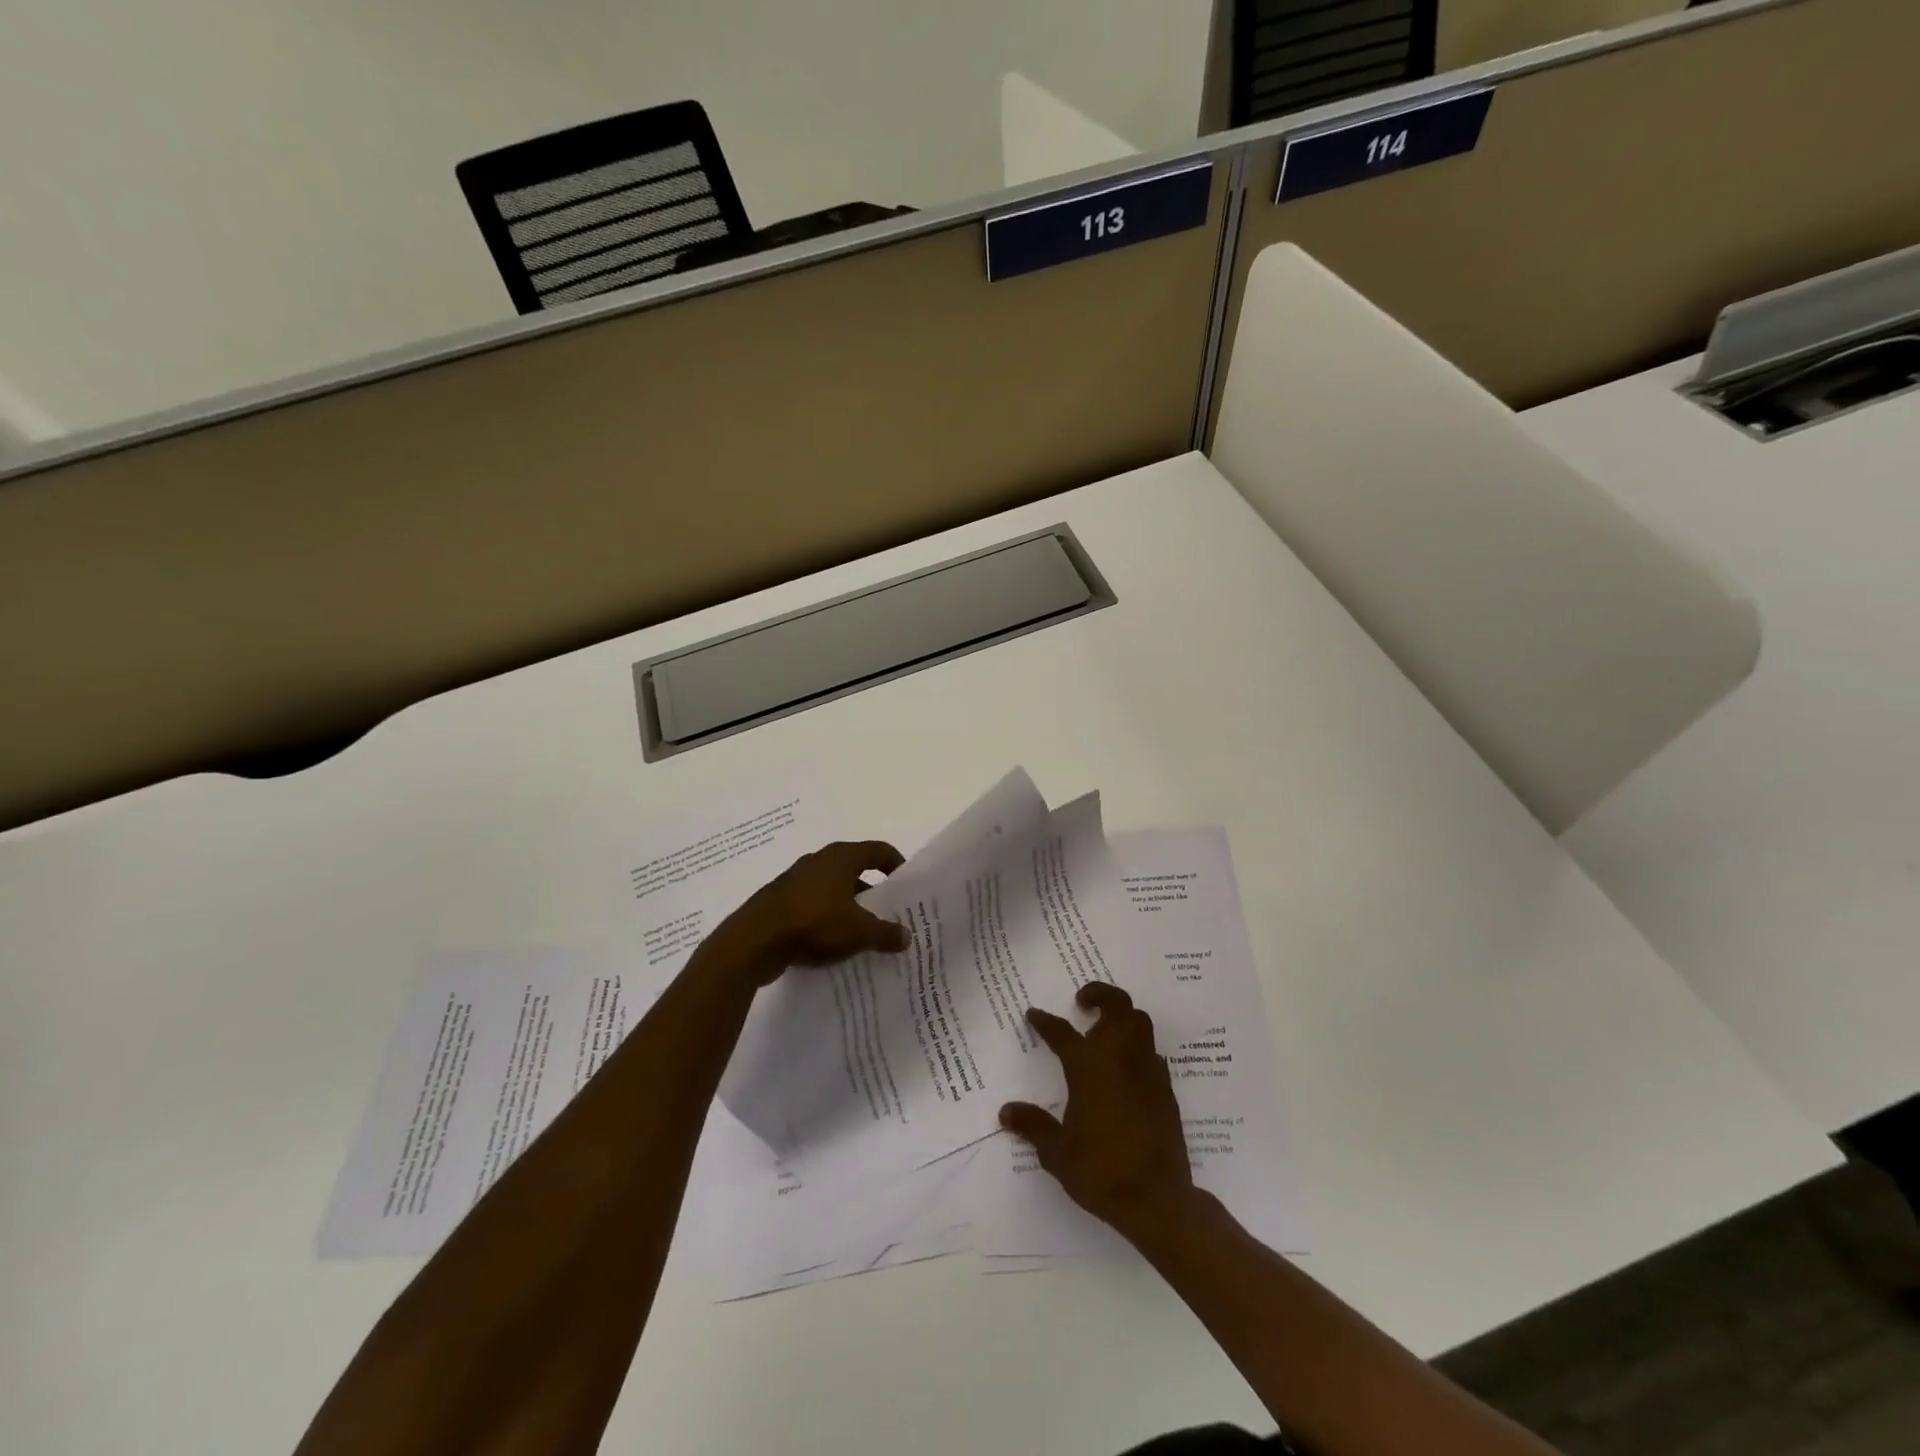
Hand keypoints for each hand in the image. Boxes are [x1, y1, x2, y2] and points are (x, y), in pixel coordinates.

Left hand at [709, 840, 908, 984]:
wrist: (753, 942)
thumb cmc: (813, 924)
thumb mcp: (859, 932)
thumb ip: (886, 933)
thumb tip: (906, 936)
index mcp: (840, 858)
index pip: (878, 850)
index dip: (896, 864)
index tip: (906, 886)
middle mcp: (818, 862)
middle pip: (855, 870)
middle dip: (874, 892)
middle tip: (889, 914)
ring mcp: (796, 881)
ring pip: (833, 890)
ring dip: (849, 908)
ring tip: (863, 933)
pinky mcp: (780, 902)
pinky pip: (813, 906)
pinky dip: (827, 920)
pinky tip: (833, 944)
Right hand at [999, 982, 1196, 1243]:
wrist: (1156, 1199)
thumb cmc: (1101, 1171)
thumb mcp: (1057, 1152)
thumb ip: (1033, 1126)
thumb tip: (1006, 1112)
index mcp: (1088, 1066)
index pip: (1061, 1032)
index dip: (1045, 1021)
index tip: (1034, 1014)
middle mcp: (1119, 1056)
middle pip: (1116, 1005)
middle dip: (1099, 994)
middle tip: (1083, 1003)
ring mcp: (1147, 1069)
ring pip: (1139, 1022)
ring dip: (1122, 1017)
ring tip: (1105, 1031)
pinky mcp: (1166, 1088)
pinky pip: (1151, 1052)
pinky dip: (1138, 1048)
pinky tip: (1127, 1067)